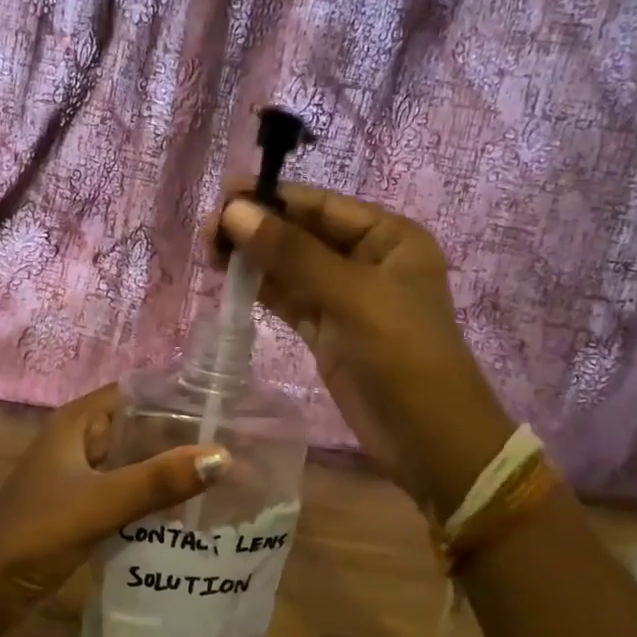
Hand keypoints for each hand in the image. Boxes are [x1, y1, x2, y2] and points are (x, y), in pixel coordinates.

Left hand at [0, 385, 229, 603]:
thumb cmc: (38, 531)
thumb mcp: (102, 502)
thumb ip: (158, 480)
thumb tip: (223, 457)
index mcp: (77, 422)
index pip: (136, 393)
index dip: (176, 396)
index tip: (224, 408)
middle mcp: (80, 440)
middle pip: (139, 426)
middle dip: (180, 436)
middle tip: (235, 446)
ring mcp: (80, 475)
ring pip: (134, 461)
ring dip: (169, 468)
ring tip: (222, 476)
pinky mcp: (83, 507)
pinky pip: (127, 491)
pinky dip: (154, 496)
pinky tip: (188, 510)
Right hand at [216, 184, 511, 518]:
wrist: (428, 439)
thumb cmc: (402, 355)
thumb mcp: (351, 296)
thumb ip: (292, 253)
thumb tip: (234, 211)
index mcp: (389, 237)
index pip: (322, 205)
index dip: (273, 198)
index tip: (222, 197)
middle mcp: (367, 260)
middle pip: (303, 232)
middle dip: (259, 228)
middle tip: (208, 231)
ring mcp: (346, 297)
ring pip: (291, 266)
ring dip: (255, 258)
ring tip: (209, 251)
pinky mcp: (327, 330)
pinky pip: (289, 298)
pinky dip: (262, 289)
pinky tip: (229, 279)